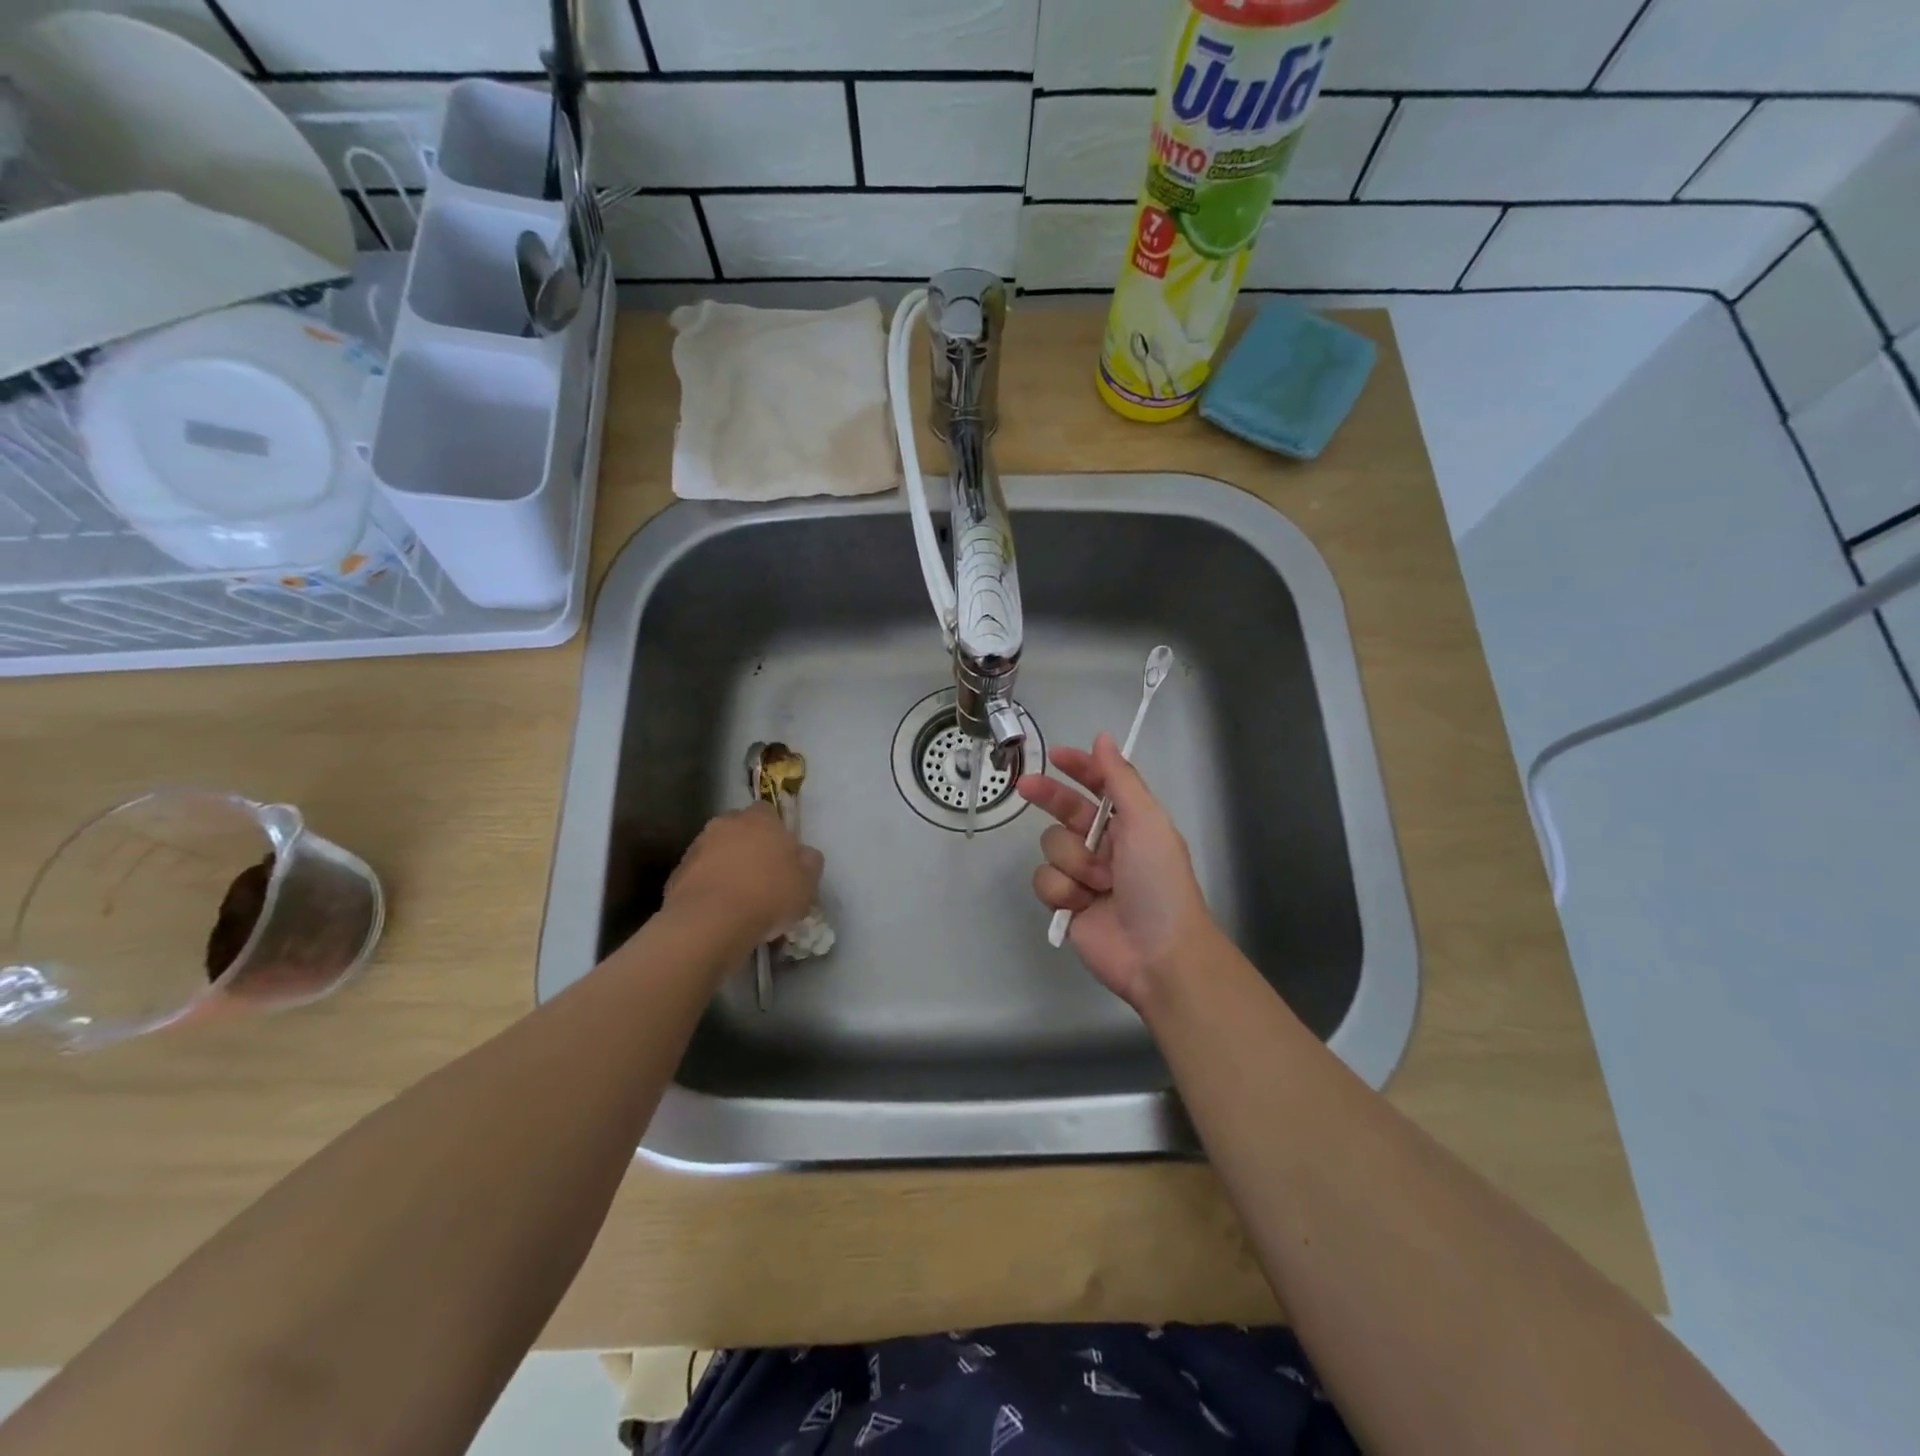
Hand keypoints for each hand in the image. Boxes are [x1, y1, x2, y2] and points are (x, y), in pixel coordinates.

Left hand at [664, 804, 822, 948]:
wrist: (711, 922)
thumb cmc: (769, 895)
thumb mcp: (807, 882)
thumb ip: (809, 862)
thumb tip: (804, 854)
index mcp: (760, 819)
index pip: (768, 812)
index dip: (775, 832)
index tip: (782, 855)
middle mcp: (726, 824)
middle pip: (739, 829)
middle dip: (748, 846)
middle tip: (761, 875)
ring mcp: (697, 847)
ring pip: (717, 851)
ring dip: (726, 867)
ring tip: (739, 898)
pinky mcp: (677, 873)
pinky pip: (699, 875)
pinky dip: (708, 887)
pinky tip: (719, 911)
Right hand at [1017, 734, 1213, 1009]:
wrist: (1157, 952)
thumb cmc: (1158, 881)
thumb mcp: (1146, 821)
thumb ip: (1120, 779)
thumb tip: (1103, 738)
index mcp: (1130, 823)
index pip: (1099, 787)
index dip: (1079, 768)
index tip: (1055, 756)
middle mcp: (1105, 845)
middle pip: (1065, 812)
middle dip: (1049, 798)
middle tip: (1024, 786)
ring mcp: (1084, 875)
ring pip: (1052, 847)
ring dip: (1074, 862)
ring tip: (1099, 883)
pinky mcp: (1066, 903)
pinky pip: (1045, 880)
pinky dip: (1063, 891)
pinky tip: (1082, 904)